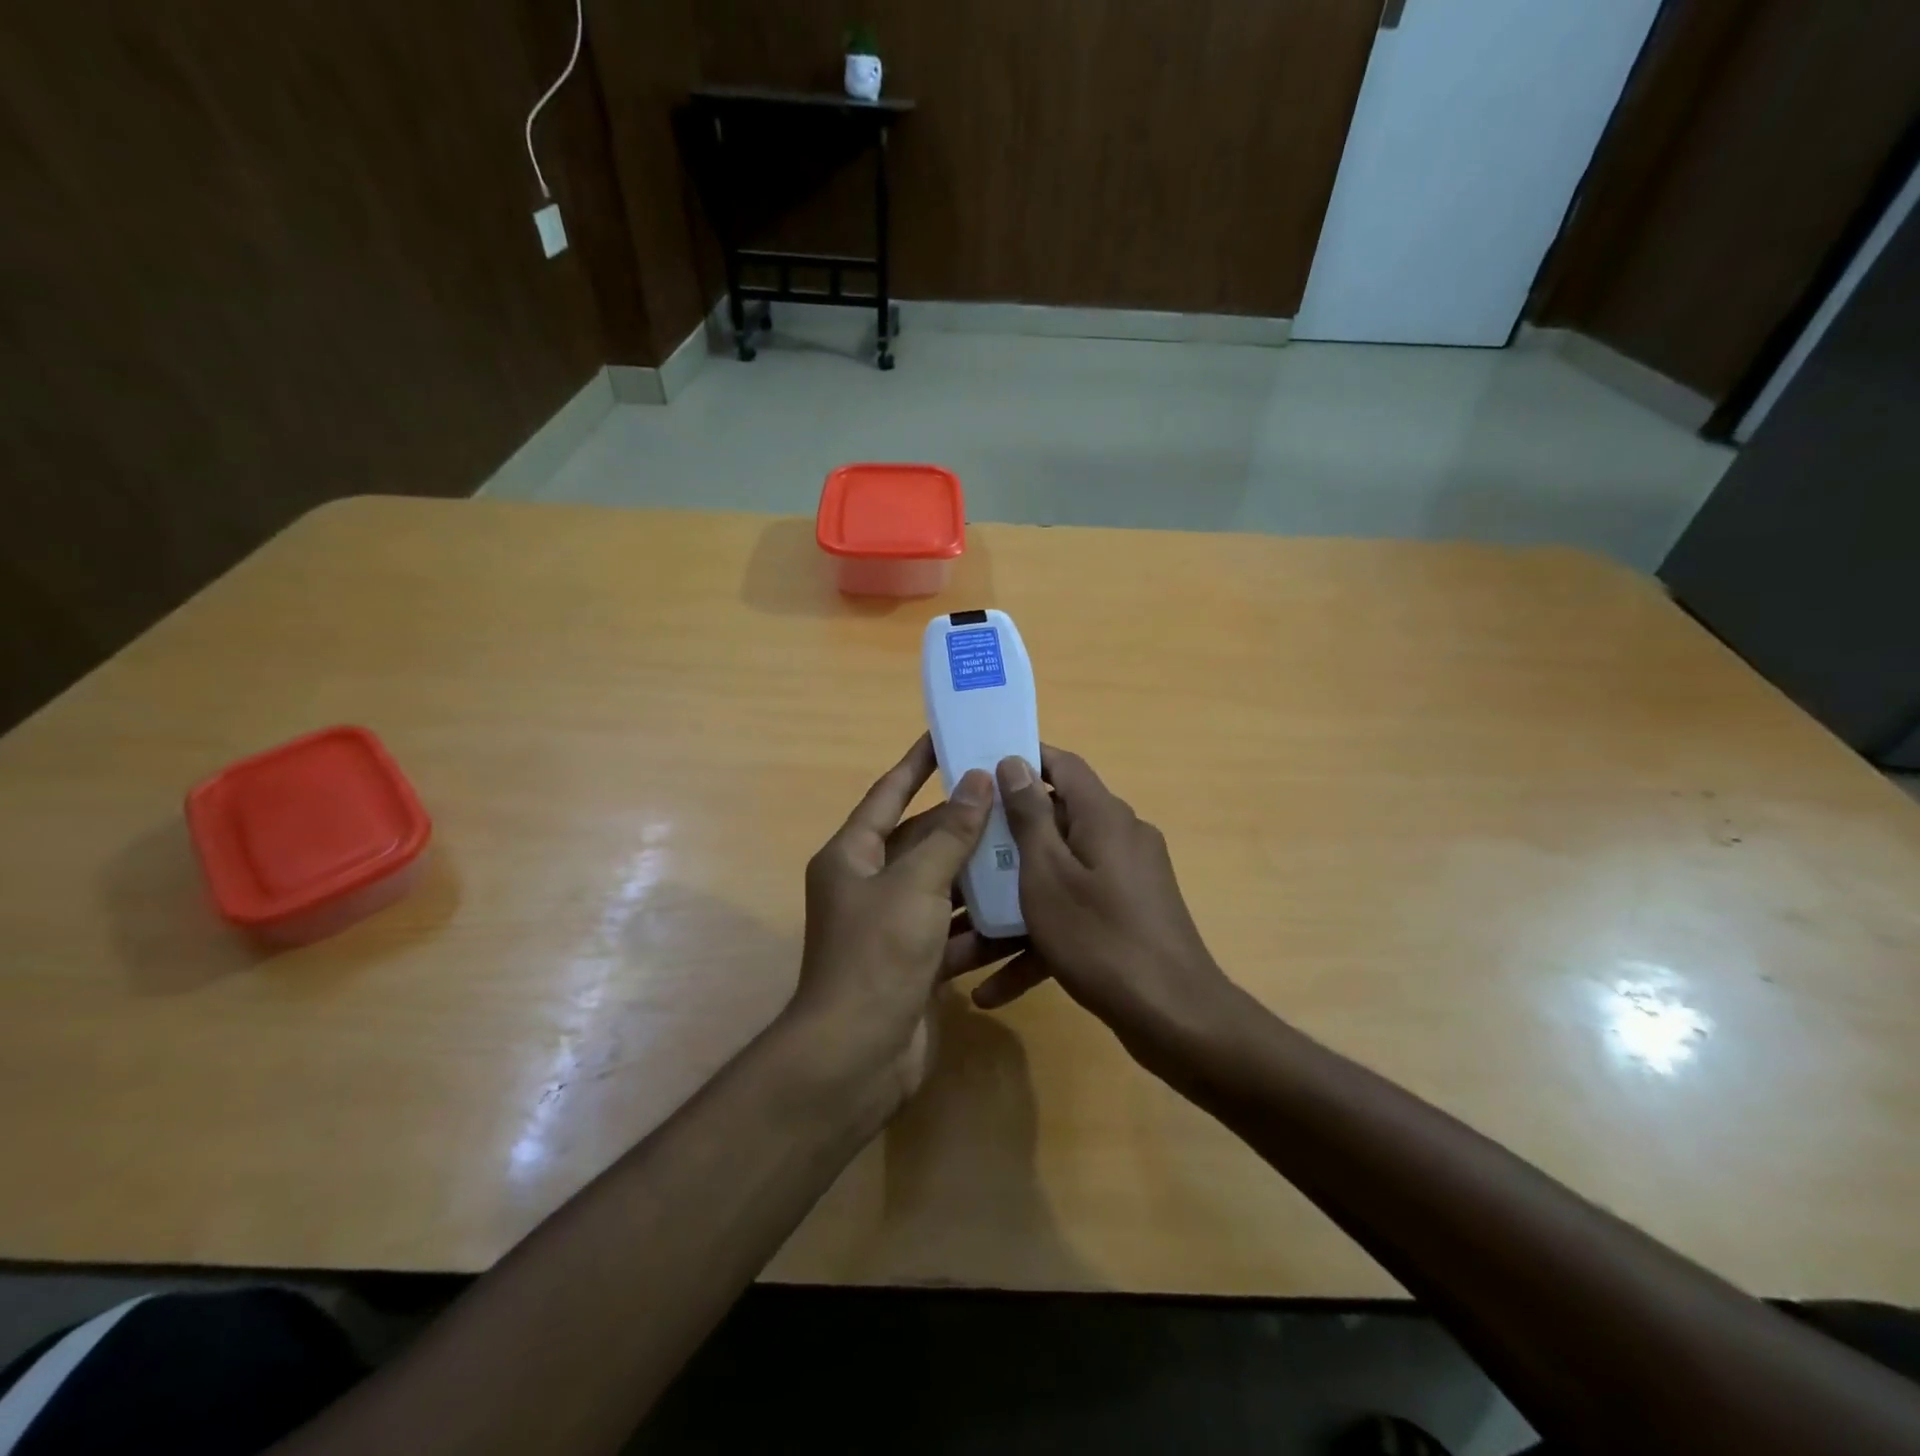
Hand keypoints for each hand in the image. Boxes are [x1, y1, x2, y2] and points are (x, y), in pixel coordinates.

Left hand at [787, 735, 1015, 1101]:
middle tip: (1010, 795)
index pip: (888, 794)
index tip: (946, 736)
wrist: (857, 1057)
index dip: (916, 764)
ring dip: (978, 873)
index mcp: (852, 856)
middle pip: (921, 841)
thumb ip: (951, 834)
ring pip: (942, 886)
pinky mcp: (915, 962)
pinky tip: (1021, 911)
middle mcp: (868, 885)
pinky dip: (980, 924)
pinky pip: (952, 931)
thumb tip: (978, 781)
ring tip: (1026, 846)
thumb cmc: (878, 955)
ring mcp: (892, 926)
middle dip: (962, 822)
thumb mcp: (916, 885)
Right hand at [970, 747, 1236, 1054]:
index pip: (1063, 766)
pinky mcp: (1128, 917)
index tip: (981, 770)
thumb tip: (1016, 761)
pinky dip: (1040, 940)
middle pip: (1056, 823)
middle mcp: (1120, 838)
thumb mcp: (1048, 874)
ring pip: (1060, 877)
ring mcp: (1127, 880)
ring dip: (1016, 905)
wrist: (1174, 1018)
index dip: (1024, 760)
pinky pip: (1076, 914)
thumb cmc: (1099, 937)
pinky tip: (995, 988)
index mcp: (1103, 816)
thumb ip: (1030, 817)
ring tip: (964, 936)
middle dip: (1006, 843)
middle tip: (961, 855)